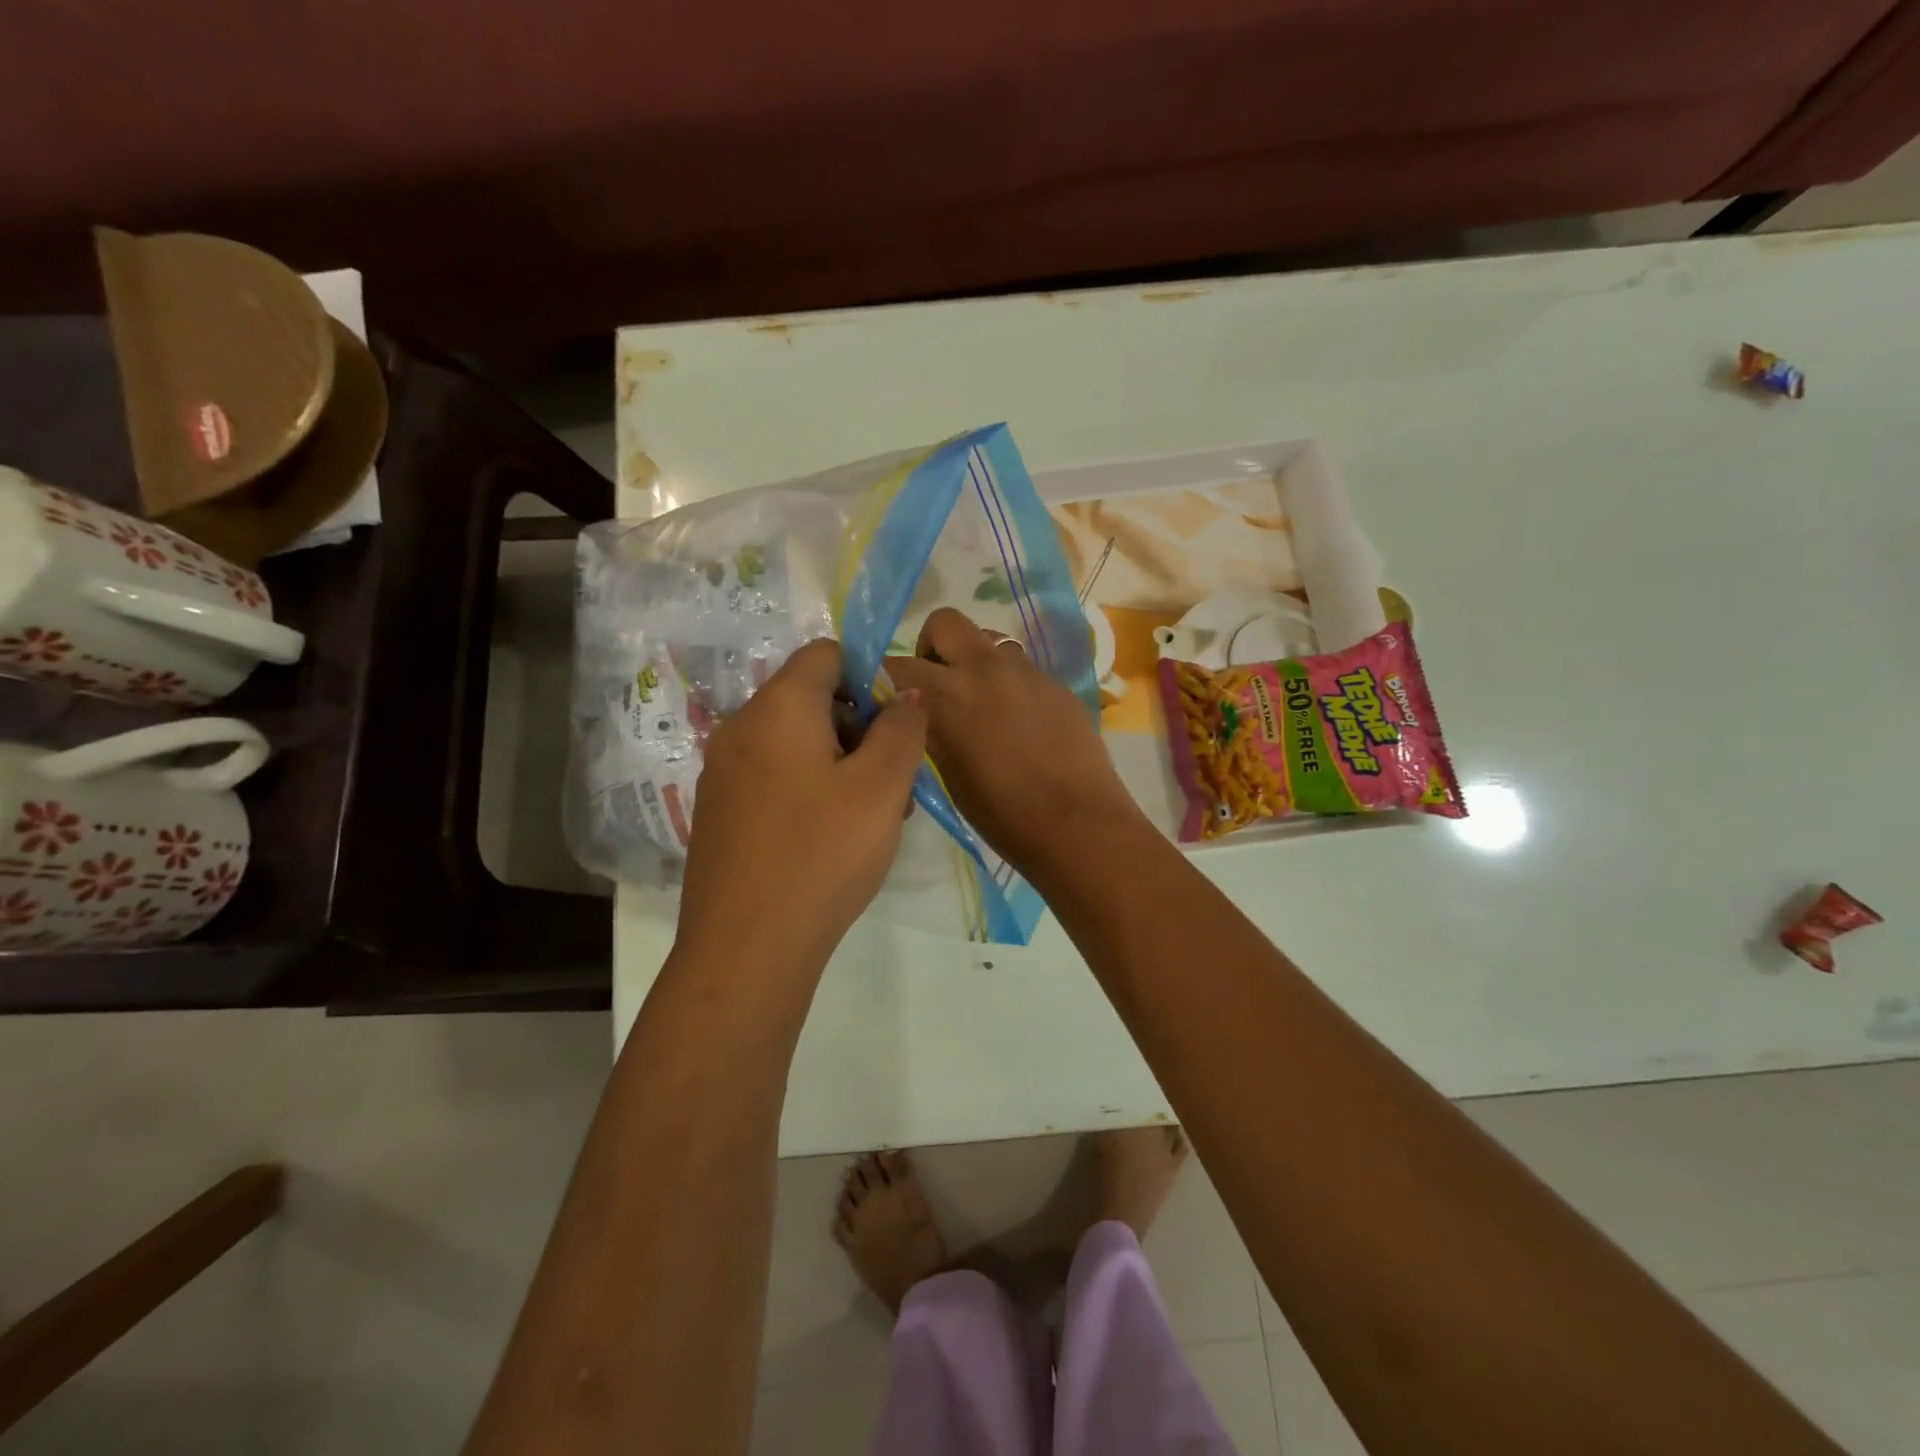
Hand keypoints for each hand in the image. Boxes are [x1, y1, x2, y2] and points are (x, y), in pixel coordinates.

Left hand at [678, 638, 926, 968]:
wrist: (747, 947)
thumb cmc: (822, 854)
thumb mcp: (881, 787)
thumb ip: (902, 729)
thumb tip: (905, 696)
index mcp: (777, 708)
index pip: (826, 654)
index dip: (870, 675)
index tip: (897, 725)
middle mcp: (740, 728)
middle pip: (811, 699)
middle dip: (861, 727)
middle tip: (894, 781)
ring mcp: (723, 772)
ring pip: (796, 742)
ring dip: (841, 762)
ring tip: (874, 817)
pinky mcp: (720, 812)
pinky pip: (774, 777)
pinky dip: (810, 788)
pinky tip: (833, 838)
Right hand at [885, 608, 1144, 877]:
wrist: (1078, 823)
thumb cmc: (1002, 813)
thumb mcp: (947, 774)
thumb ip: (929, 730)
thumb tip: (916, 713)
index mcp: (947, 694)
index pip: (895, 664)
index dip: (885, 679)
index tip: (889, 699)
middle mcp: (984, 668)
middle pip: (945, 622)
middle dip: (933, 646)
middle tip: (938, 685)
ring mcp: (1026, 671)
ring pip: (989, 640)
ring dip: (975, 661)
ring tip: (982, 703)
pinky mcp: (1057, 683)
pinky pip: (1022, 668)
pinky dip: (1009, 684)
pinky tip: (1020, 723)